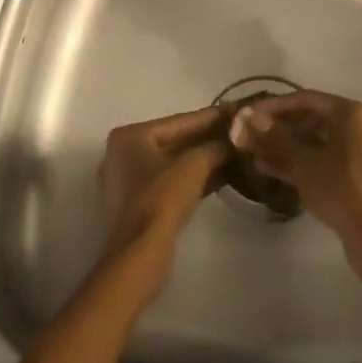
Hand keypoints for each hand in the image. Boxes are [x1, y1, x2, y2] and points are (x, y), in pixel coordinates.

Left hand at [98, 106, 229, 288]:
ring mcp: (129, 181)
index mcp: (130, 136)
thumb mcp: (194, 165)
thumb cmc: (162, 198)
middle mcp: (123, 154)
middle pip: (175, 141)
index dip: (210, 116)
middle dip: (208, 139)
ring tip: (236, 151)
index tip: (235, 110)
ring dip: (204, 159)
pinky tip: (223, 175)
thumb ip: (215, 147)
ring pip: (173, 163)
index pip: (178, 121)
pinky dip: (194, 178)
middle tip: (238, 131)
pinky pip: (170, 181)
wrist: (141, 252)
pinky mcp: (139, 205)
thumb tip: (235, 138)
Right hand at [239, 92, 361, 266]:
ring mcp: (360, 153)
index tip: (248, 114)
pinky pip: (324, 160)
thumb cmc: (341, 190)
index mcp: (352, 113)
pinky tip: (271, 170)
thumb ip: (275, 138)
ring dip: (285, 148)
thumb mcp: (303, 162)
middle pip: (311, 120)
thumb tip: (249, 118)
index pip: (306, 99)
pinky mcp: (357, 176)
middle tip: (250, 136)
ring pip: (316, 143)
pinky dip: (301, 163)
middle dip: (278, 129)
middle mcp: (359, 126)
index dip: (274, 106)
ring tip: (254, 155)